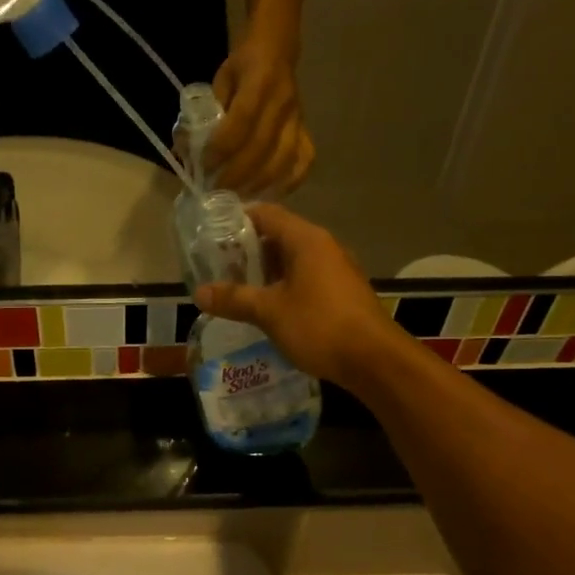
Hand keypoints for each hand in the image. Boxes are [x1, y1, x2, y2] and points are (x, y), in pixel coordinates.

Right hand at [194, 204, 400, 387]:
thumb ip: (234, 299)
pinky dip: (283, 287)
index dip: (237, 219)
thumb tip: (199, 293)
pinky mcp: (342, 293)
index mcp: (306, 240)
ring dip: (265, 273)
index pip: (267, 214)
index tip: (211, 233)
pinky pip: (306, 280)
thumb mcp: (269, 312)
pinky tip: (266, 309)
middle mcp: (324, 247)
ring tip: (236, 289)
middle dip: (248, 250)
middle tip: (217, 267)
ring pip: (293, 261)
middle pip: (279, 236)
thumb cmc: (319, 325)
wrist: (375, 360)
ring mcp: (336, 270)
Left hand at [209, 35, 313, 196]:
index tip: (204, 167)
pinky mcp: (306, 133)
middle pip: (261, 147)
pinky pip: (303, 163)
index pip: (242, 121)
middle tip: (215, 191)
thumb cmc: (241, 69)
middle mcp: (283, 103)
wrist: (277, 53)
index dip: (221, 148)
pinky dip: (286, 184)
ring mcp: (298, 120)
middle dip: (235, 174)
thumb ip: (205, 113)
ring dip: (256, 185)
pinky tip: (265, 195)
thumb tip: (184, 151)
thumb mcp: (218, 81)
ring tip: (235, 197)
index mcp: (260, 81)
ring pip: (283, 161)